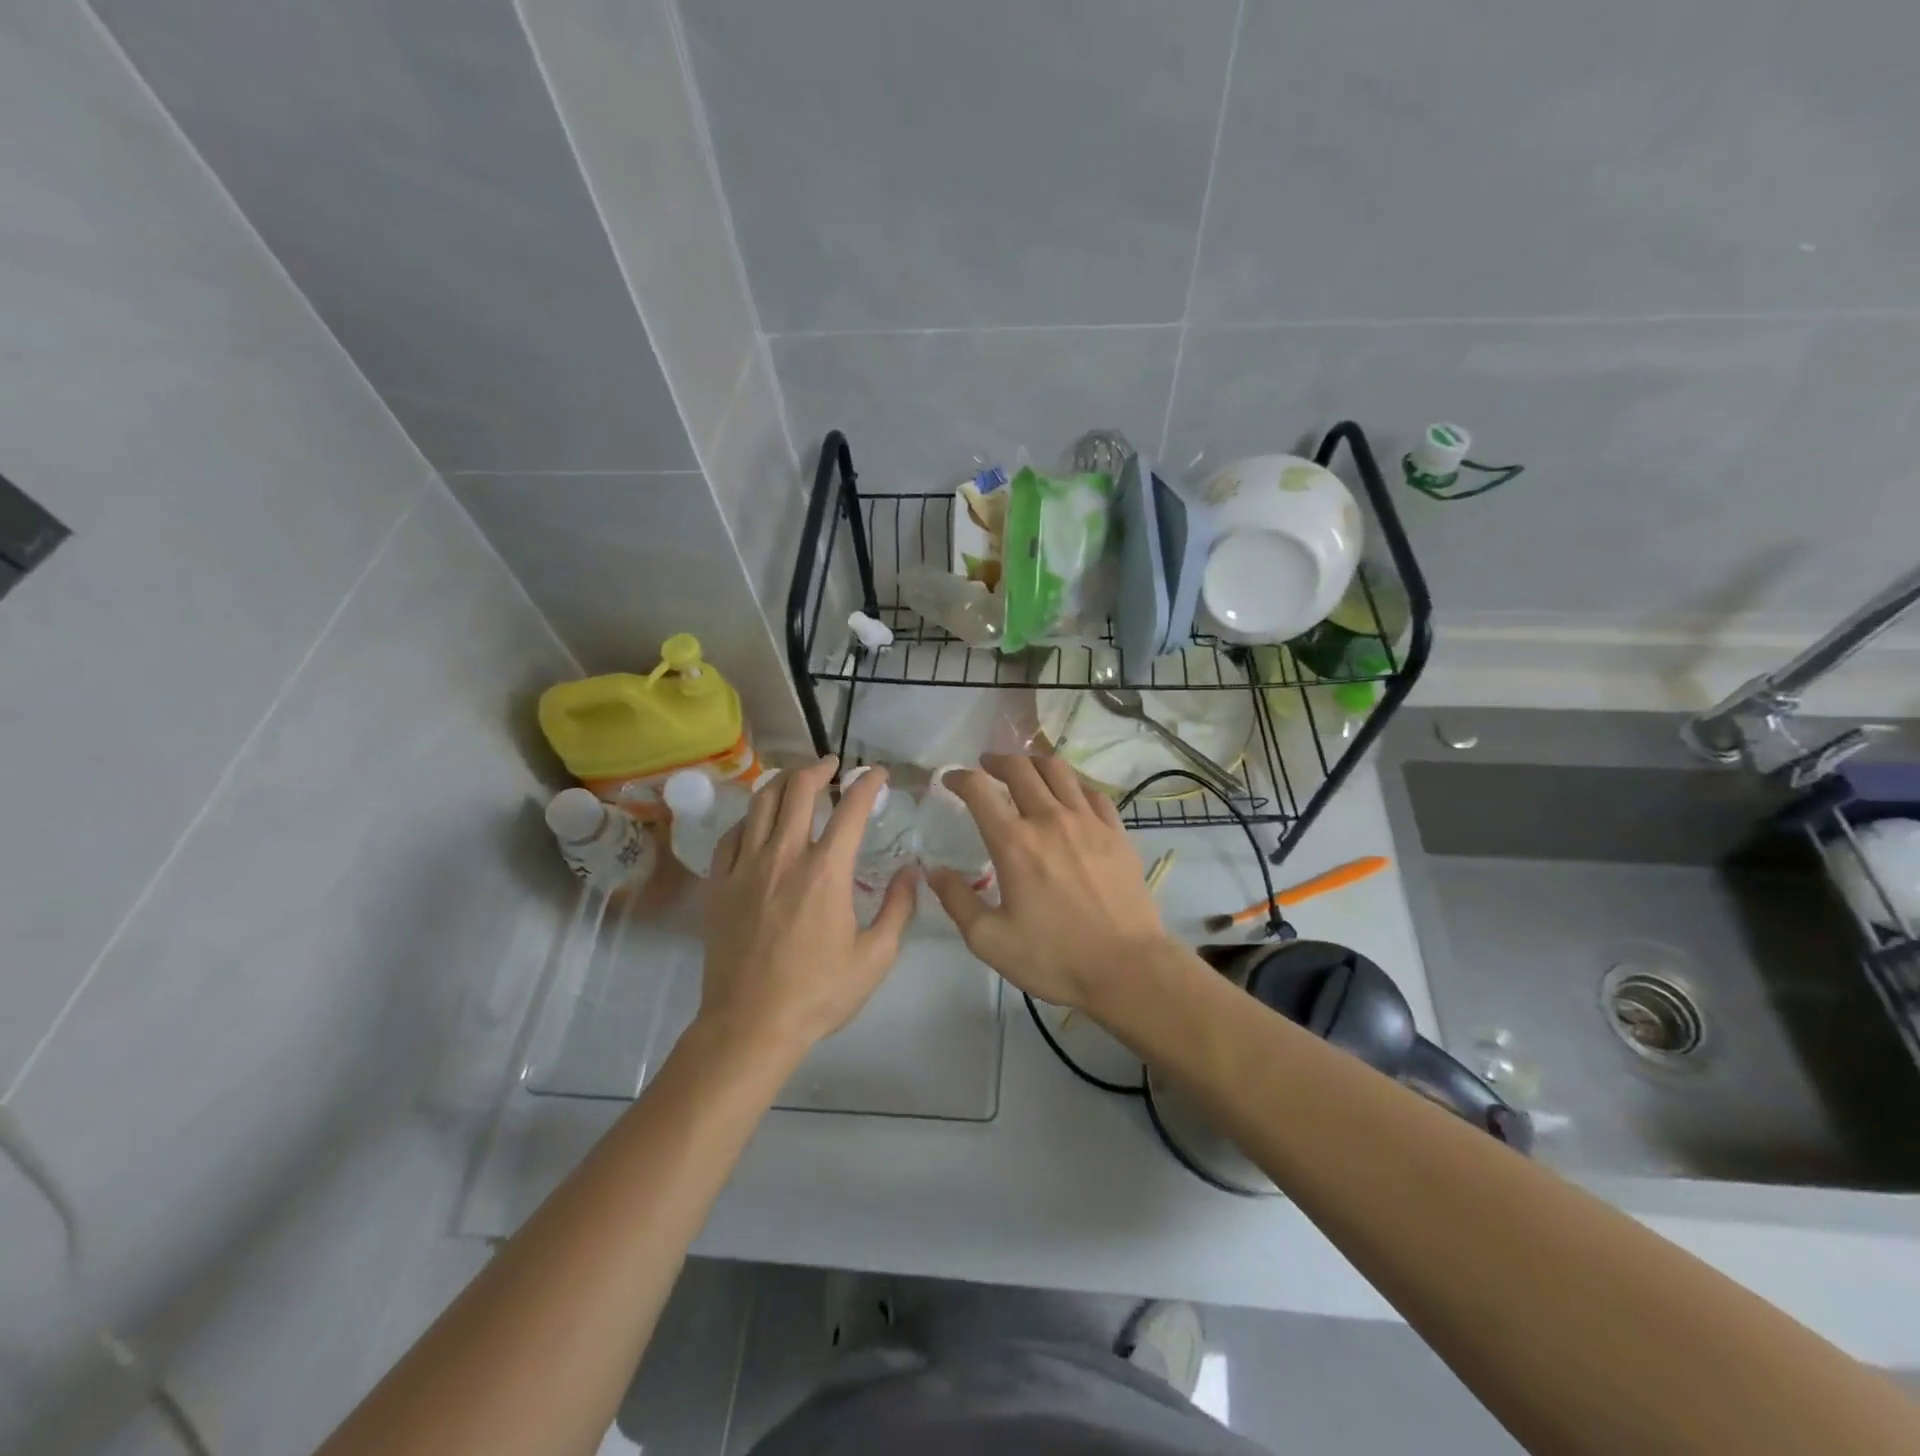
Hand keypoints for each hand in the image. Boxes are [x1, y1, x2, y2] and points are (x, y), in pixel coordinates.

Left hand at [700, 757, 916, 1054]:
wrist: (750, 1025)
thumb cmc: (818, 993)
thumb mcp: (875, 957)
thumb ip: (899, 908)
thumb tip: (913, 871)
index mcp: (826, 871)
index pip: (851, 809)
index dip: (867, 783)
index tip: (876, 774)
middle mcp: (784, 856)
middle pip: (798, 789)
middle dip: (819, 768)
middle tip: (832, 766)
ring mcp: (745, 867)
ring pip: (760, 802)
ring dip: (782, 782)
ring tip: (795, 781)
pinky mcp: (719, 884)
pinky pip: (732, 834)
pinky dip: (750, 818)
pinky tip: (758, 823)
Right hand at [925, 754, 1174, 1010]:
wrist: (1128, 968)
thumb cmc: (1055, 958)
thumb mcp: (990, 940)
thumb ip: (957, 901)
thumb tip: (934, 871)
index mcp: (1014, 843)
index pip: (979, 790)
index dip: (959, 778)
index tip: (950, 779)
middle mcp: (1050, 819)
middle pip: (1020, 768)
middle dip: (997, 760)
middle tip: (986, 766)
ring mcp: (1088, 821)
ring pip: (1058, 770)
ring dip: (1034, 763)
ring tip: (1025, 770)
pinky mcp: (1116, 832)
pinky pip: (1092, 792)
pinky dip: (1073, 783)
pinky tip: (1069, 794)